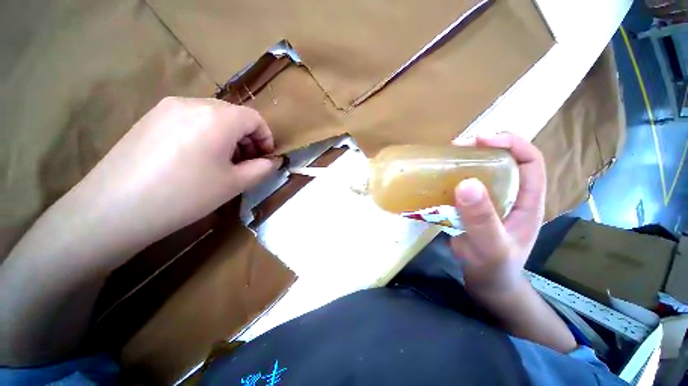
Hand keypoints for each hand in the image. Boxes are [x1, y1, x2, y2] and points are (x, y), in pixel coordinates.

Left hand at [71, 97, 280, 251]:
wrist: (115, 208)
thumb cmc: (185, 195)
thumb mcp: (234, 184)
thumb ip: (261, 169)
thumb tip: (272, 161)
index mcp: (217, 117)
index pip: (254, 118)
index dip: (266, 137)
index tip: (266, 158)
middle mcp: (193, 103)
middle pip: (233, 114)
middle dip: (248, 137)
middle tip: (247, 162)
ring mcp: (167, 108)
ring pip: (212, 115)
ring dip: (228, 136)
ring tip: (223, 162)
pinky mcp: (150, 118)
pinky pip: (190, 119)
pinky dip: (206, 134)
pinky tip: (197, 158)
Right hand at [451, 132, 545, 296]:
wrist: (486, 284)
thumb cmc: (495, 268)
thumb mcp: (491, 246)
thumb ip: (481, 219)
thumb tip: (467, 182)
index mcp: (527, 200)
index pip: (529, 160)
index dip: (510, 143)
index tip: (480, 139)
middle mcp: (511, 195)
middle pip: (503, 161)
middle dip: (482, 148)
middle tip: (455, 148)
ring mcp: (490, 201)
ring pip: (482, 172)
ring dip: (465, 162)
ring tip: (444, 160)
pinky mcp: (472, 208)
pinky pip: (464, 186)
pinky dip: (452, 179)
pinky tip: (437, 180)